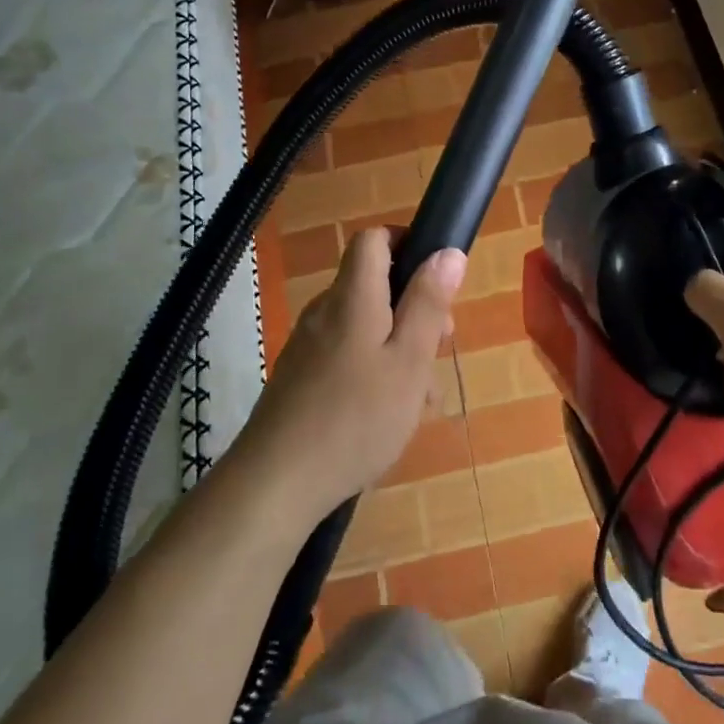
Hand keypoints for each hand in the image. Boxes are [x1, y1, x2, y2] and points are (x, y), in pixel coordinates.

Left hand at [235, 228, 466, 516]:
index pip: (373, 240)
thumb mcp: (409, 361)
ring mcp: (308, 345)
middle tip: (439, 349)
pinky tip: (389, 415)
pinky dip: (375, 371)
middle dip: (414, 309)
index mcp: (352, 297)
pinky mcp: (300, 377)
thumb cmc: (356, 418)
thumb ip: (428, 304)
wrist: (276, 484)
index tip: (438, 280)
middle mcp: (325, 312)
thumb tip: (448, 252)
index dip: (408, 244)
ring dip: (400, 348)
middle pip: (374, 286)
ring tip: (421, 398)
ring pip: (366, 327)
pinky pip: (347, 355)